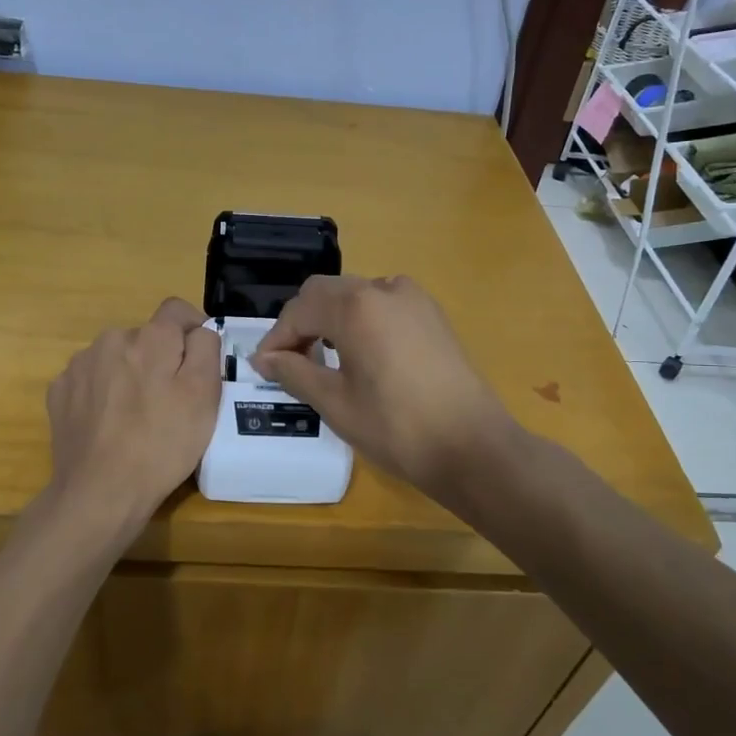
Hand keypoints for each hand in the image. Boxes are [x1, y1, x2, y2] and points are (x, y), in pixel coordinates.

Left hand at [44, 298, 220, 537]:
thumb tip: (198, 330)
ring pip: (116, 358)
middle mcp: (110, 339)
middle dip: (160, 359)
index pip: (176, 310)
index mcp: (150, 338)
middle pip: (145, 337)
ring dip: (129, 375)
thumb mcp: (204, 396)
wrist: (100, 493)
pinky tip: (110, 425)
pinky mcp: (59, 391)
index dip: (194, 330)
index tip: (200, 361)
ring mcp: (79, 366)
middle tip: (171, 401)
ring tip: (138, 416)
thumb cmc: (162, 445)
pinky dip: (103, 394)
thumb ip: (206, 349)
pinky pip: (91, 380)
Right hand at [251, 275, 517, 502]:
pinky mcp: (433, 316)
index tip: (263, 367)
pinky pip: (384, 306)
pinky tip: (360, 356)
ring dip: (331, 320)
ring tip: (322, 360)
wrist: (472, 446)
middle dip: (302, 324)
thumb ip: (294, 372)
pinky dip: (361, 321)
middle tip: (289, 363)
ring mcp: (414, 299)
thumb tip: (264, 359)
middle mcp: (384, 289)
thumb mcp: (335, 402)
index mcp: (356, 306)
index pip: (300, 309)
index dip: (276, 337)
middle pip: (327, 293)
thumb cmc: (395, 427)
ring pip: (356, 296)